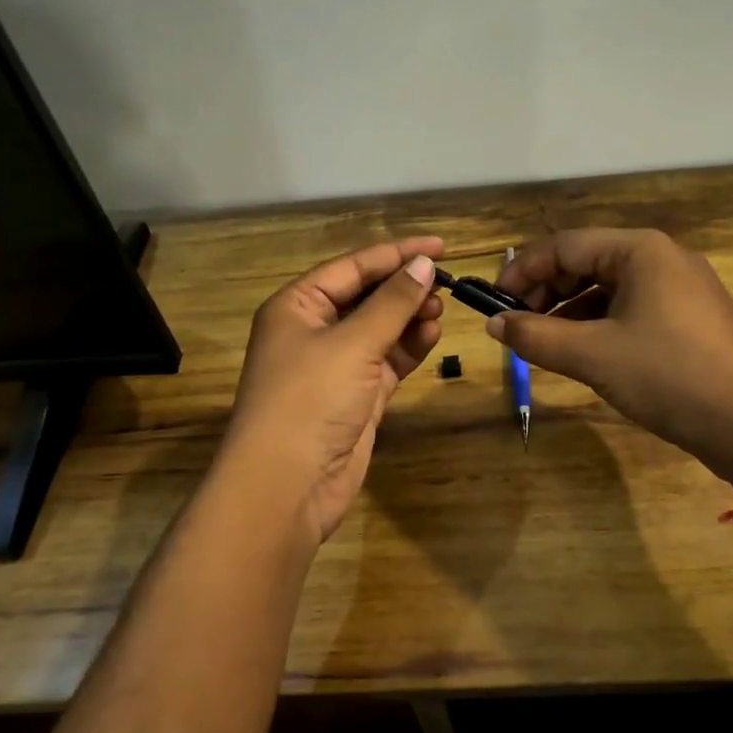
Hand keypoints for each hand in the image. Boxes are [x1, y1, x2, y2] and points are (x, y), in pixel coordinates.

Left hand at [223, 237, 444, 544]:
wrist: (287, 486)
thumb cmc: (310, 400)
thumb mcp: (353, 344)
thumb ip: (392, 303)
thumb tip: (424, 265)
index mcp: (297, 306)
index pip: (353, 267)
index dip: (396, 254)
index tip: (440, 247)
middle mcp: (313, 330)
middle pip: (366, 296)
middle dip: (404, 288)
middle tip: (446, 284)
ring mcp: (334, 365)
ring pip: (379, 329)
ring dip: (409, 318)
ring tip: (442, 309)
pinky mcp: (355, 396)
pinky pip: (386, 360)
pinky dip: (408, 348)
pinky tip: (432, 335)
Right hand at [490, 229, 732, 502]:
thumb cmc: (669, 377)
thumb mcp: (592, 356)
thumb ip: (535, 336)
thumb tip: (493, 324)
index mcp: (640, 250)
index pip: (563, 245)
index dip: (521, 271)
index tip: (493, 303)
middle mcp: (662, 257)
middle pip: (585, 261)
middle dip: (545, 291)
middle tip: (516, 326)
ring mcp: (681, 287)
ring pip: (607, 287)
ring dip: (568, 310)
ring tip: (543, 343)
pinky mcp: (690, 317)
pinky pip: (630, 308)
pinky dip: (598, 324)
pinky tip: (583, 352)